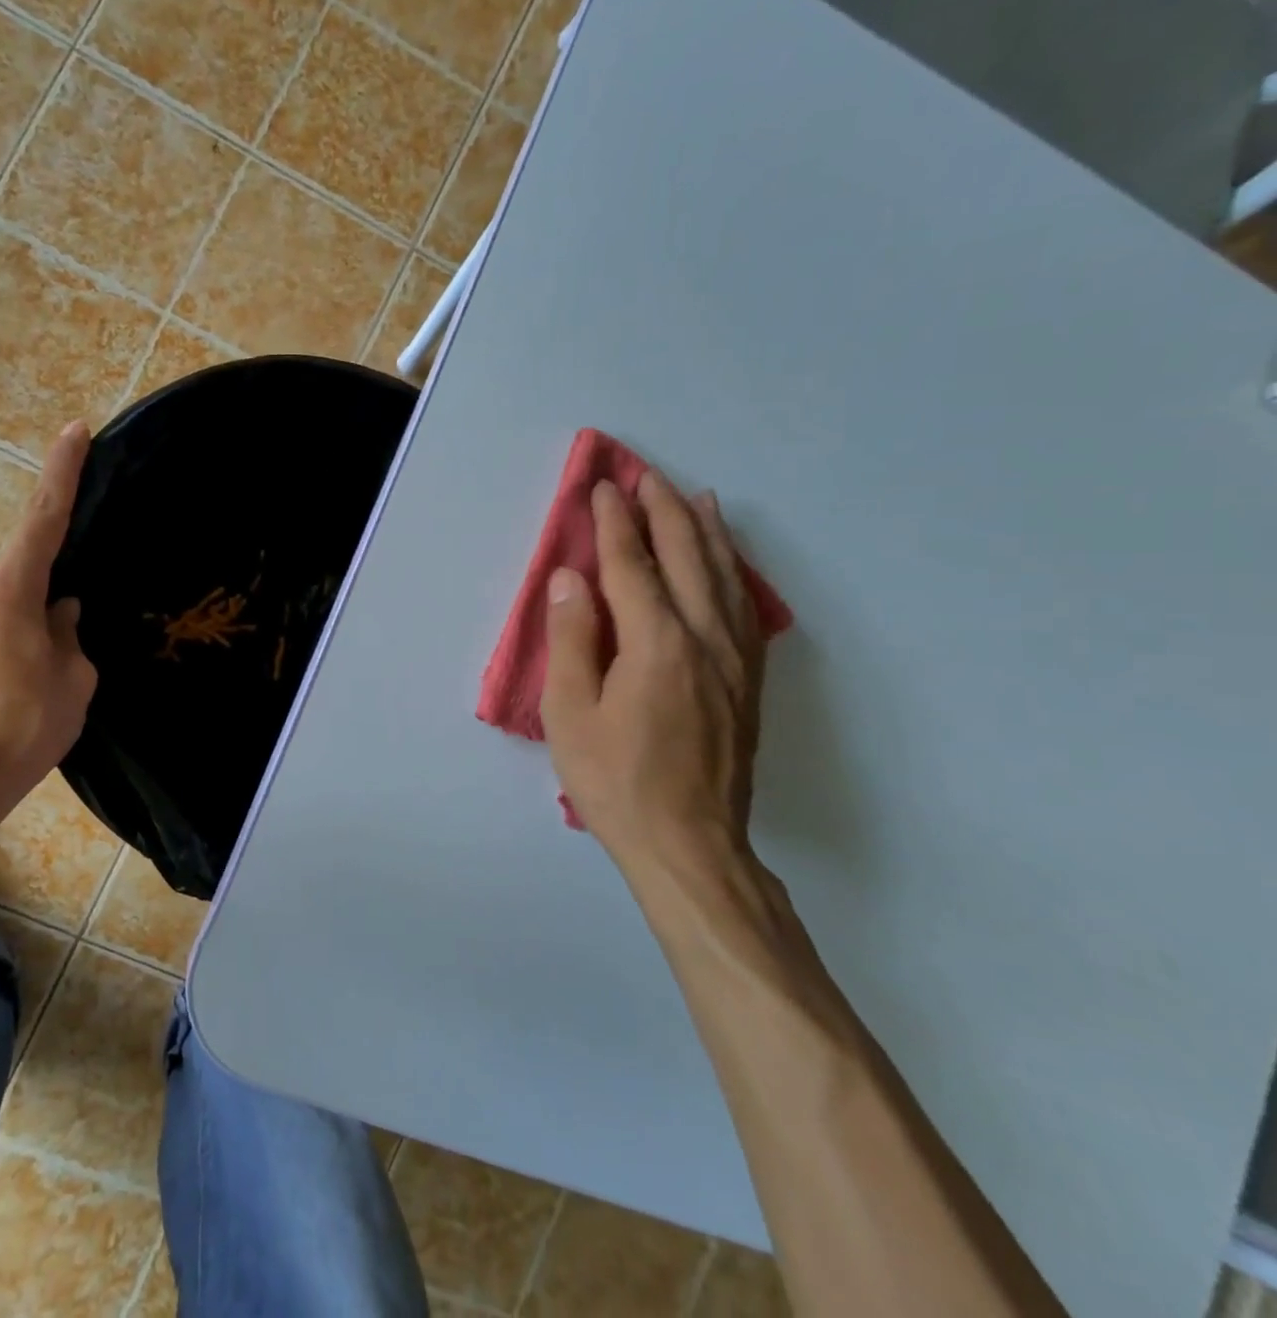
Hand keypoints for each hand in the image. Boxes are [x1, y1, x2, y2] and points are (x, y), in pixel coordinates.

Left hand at [0, 421, 97, 790]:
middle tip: (62, 663)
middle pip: (22, 580)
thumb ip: (68, 636)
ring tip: (28, 695)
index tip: (73, 430)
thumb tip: (59, 613)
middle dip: (48, 607)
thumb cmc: (21, 731)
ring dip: (21, 638)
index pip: (42, 519)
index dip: (61, 472)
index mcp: (9, 593)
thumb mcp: (72, 682)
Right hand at [540, 472, 766, 886]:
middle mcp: (703, 638)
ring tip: (694, 498)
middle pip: (685, 557)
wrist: (690, 844)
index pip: (632, 565)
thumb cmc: (615, 780)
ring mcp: (734, 659)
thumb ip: (572, 639)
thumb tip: (570, 578)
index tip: (603, 487)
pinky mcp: (748, 681)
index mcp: (656, 643)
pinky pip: (746, 608)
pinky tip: (728, 563)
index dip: (614, 523)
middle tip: (646, 475)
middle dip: (663, 511)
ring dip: (705, 532)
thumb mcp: (571, 714)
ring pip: (724, 577)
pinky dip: (734, 572)